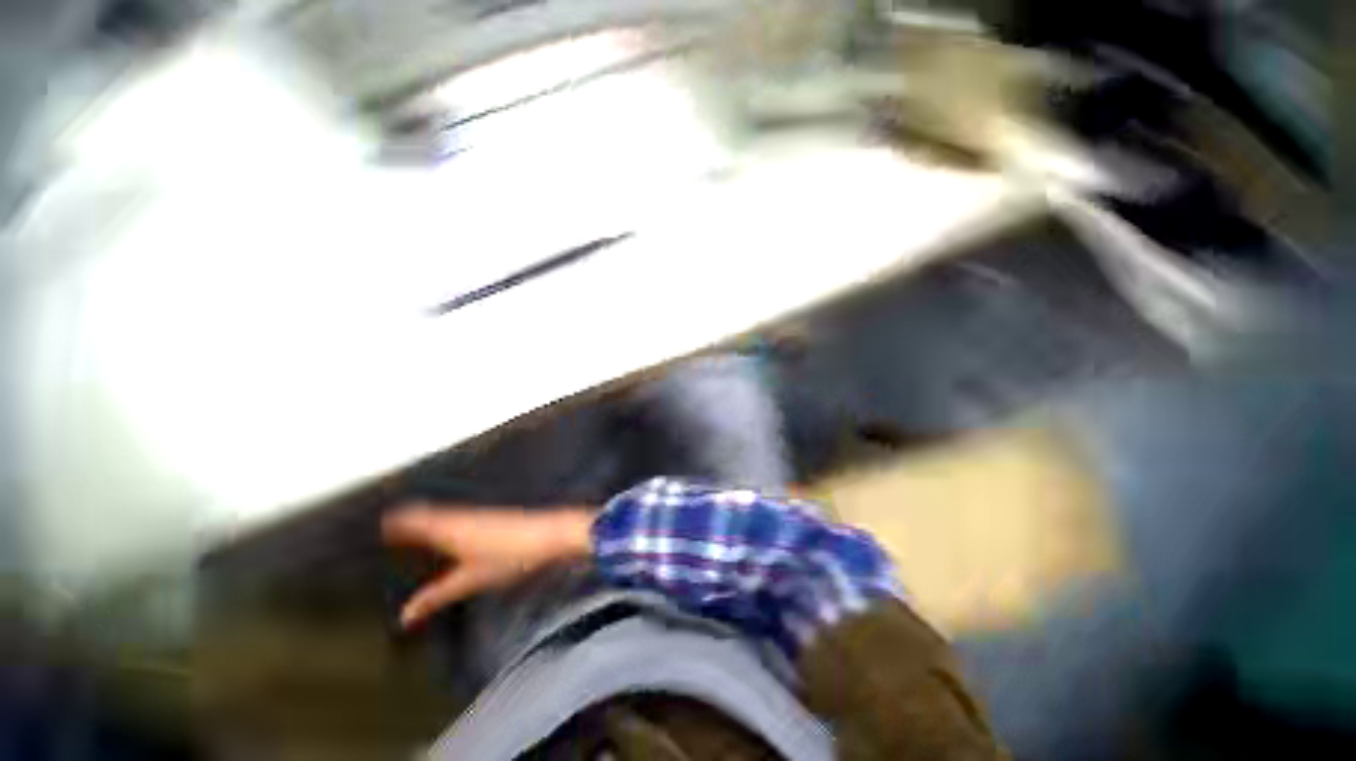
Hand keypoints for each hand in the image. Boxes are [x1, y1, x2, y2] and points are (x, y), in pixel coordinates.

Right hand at [382, 505, 596, 627]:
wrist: (550, 533)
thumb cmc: (511, 555)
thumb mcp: (471, 579)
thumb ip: (437, 596)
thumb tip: (404, 615)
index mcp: (452, 528)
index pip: (419, 520)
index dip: (401, 521)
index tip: (383, 523)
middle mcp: (464, 516)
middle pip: (432, 514)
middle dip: (412, 518)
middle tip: (393, 522)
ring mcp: (482, 514)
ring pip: (449, 513)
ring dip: (431, 517)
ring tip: (415, 523)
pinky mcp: (495, 517)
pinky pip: (463, 516)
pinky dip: (450, 520)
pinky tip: (455, 528)